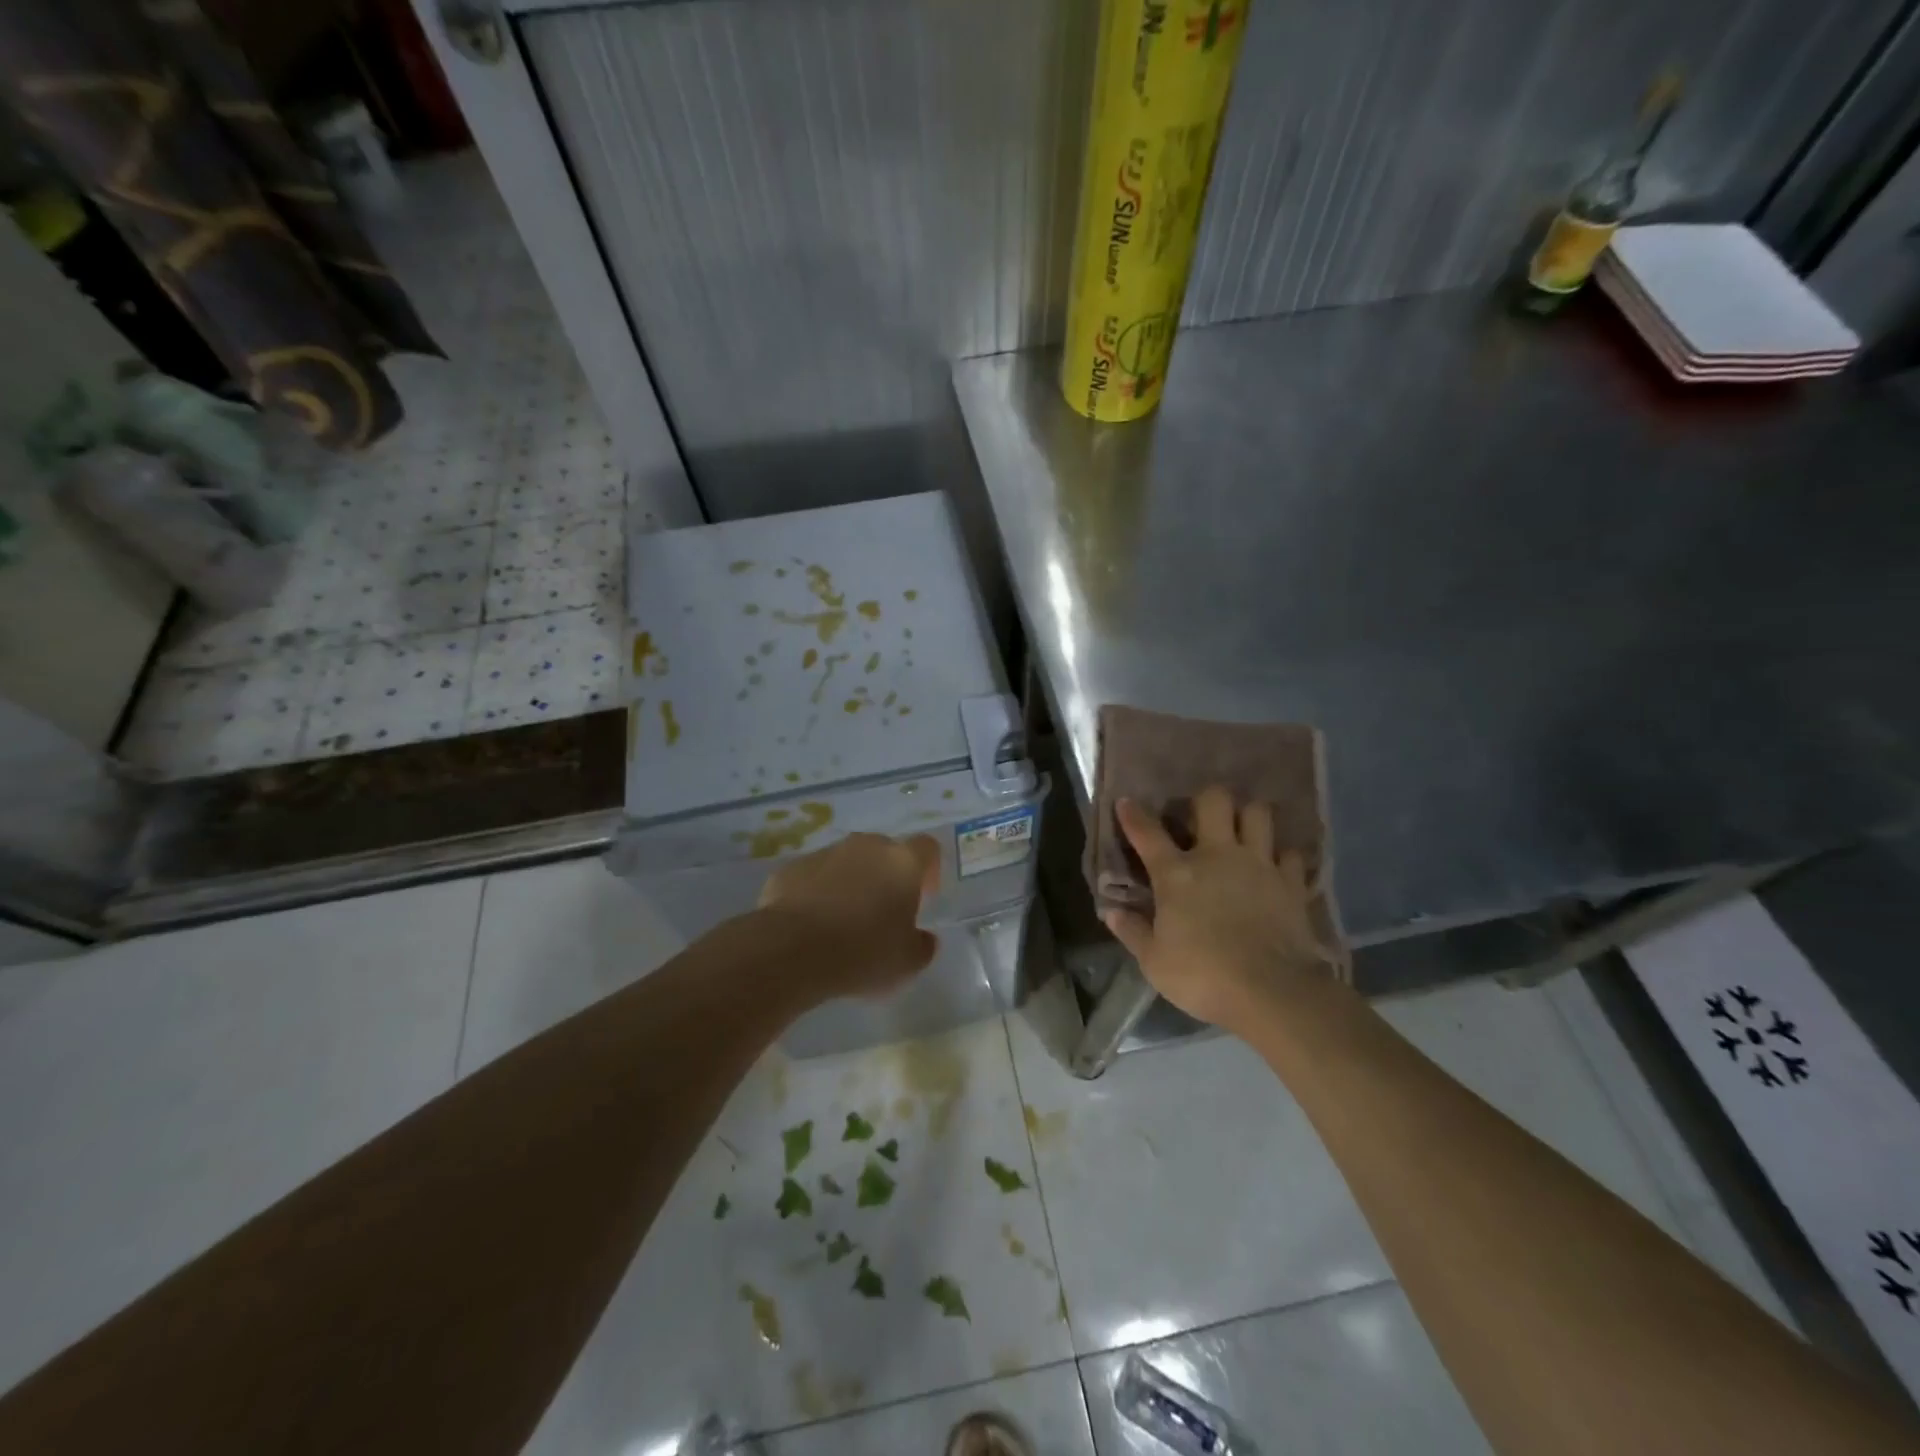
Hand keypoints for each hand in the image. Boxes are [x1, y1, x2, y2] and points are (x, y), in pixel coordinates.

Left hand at [758, 832, 941, 997]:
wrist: (791, 950)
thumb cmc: (863, 952)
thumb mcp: (908, 963)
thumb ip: (923, 945)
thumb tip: (923, 938)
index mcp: (902, 862)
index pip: (926, 848)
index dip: (929, 870)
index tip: (924, 896)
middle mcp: (866, 846)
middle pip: (885, 851)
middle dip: (887, 876)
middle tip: (883, 912)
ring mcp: (825, 853)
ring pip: (847, 862)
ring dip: (851, 883)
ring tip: (843, 922)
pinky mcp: (791, 868)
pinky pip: (814, 877)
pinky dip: (817, 893)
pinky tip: (811, 925)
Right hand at [1101, 787, 1341, 1034]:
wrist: (1271, 992)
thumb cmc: (1203, 976)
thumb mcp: (1154, 961)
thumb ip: (1132, 932)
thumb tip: (1112, 912)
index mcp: (1176, 874)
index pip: (1147, 833)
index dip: (1133, 815)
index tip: (1126, 802)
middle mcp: (1217, 856)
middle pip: (1215, 801)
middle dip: (1207, 800)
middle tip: (1203, 817)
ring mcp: (1259, 865)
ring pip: (1259, 814)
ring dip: (1249, 817)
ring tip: (1244, 830)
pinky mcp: (1291, 883)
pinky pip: (1291, 854)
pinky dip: (1283, 857)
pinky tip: (1277, 866)